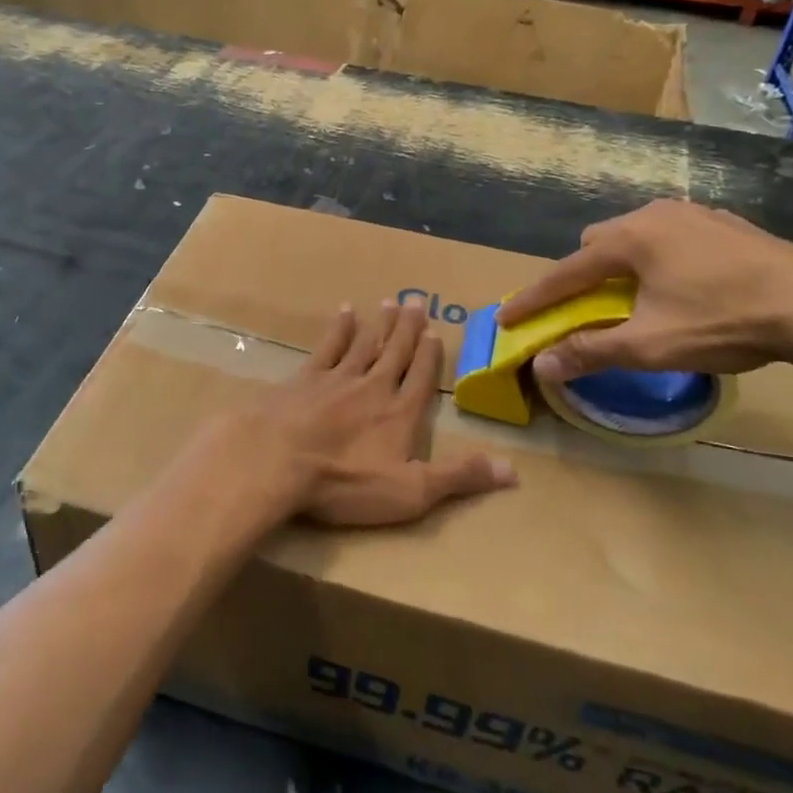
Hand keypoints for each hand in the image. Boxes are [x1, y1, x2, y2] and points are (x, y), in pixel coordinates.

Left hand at [190, 301, 514, 527]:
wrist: (278, 461)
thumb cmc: (345, 483)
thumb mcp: (411, 492)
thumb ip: (459, 476)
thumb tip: (514, 471)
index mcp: (400, 413)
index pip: (421, 378)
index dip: (429, 355)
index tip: (435, 332)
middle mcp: (373, 387)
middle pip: (395, 352)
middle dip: (408, 328)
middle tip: (417, 301)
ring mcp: (337, 379)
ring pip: (365, 343)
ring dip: (380, 323)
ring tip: (390, 301)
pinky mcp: (305, 378)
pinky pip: (328, 346)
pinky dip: (339, 328)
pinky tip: (345, 311)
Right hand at [496, 200, 792, 380]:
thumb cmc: (724, 322)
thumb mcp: (651, 345)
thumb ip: (591, 351)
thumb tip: (542, 365)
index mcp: (629, 239)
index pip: (565, 272)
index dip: (534, 299)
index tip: (507, 318)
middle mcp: (654, 214)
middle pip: (597, 243)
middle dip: (581, 275)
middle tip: (585, 308)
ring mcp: (693, 214)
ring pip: (636, 236)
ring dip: (621, 264)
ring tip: (634, 297)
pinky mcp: (725, 223)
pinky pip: (671, 236)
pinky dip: (658, 258)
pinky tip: (682, 284)